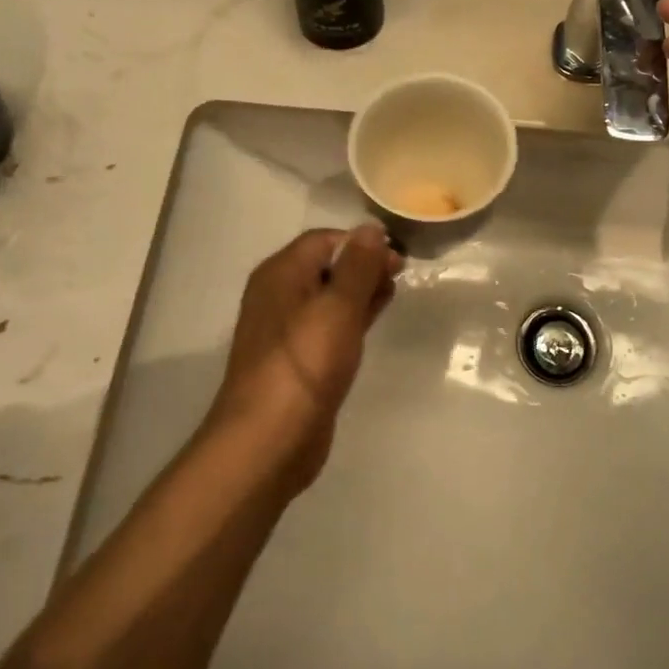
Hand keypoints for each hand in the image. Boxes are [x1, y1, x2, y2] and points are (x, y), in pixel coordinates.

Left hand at [205, 224, 400, 493]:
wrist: (268, 440)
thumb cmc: (305, 363)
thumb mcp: (338, 307)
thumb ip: (358, 266)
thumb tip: (371, 227)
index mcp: (281, 273)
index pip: (325, 240)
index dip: (362, 243)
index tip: (396, 258)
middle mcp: (278, 294)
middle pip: (326, 265)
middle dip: (364, 265)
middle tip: (400, 275)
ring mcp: (286, 329)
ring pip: (329, 296)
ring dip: (360, 291)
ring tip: (393, 293)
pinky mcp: (298, 359)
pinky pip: (327, 325)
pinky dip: (351, 318)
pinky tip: (372, 323)